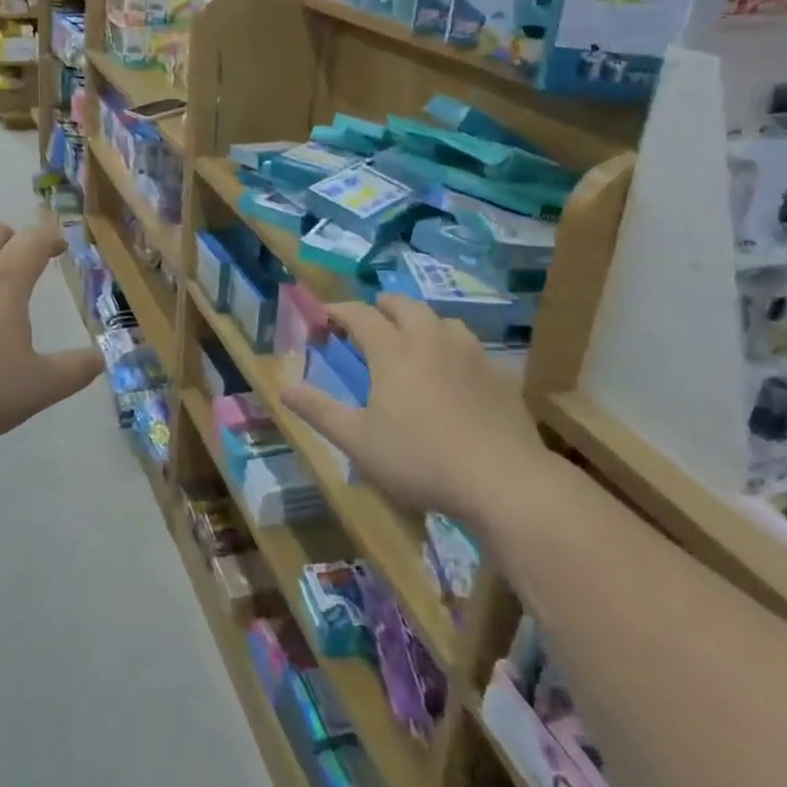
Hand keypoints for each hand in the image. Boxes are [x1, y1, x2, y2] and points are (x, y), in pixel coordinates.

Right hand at [281, 294, 543, 520]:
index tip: (327, 316)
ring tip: (414, 338)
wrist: (503, 481)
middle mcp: (431, 340)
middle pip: (405, 305)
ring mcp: (471, 354)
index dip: (340, 311)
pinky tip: (456, 371)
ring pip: (443, 321)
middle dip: (382, 306)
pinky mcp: (500, 375)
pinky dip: (454, 348)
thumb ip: (319, 410)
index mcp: (393, 351)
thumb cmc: (420, 460)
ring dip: (422, 321)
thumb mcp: (358, 441)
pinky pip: (472, 347)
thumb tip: (283, 387)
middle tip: (370, 318)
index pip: (361, 315)